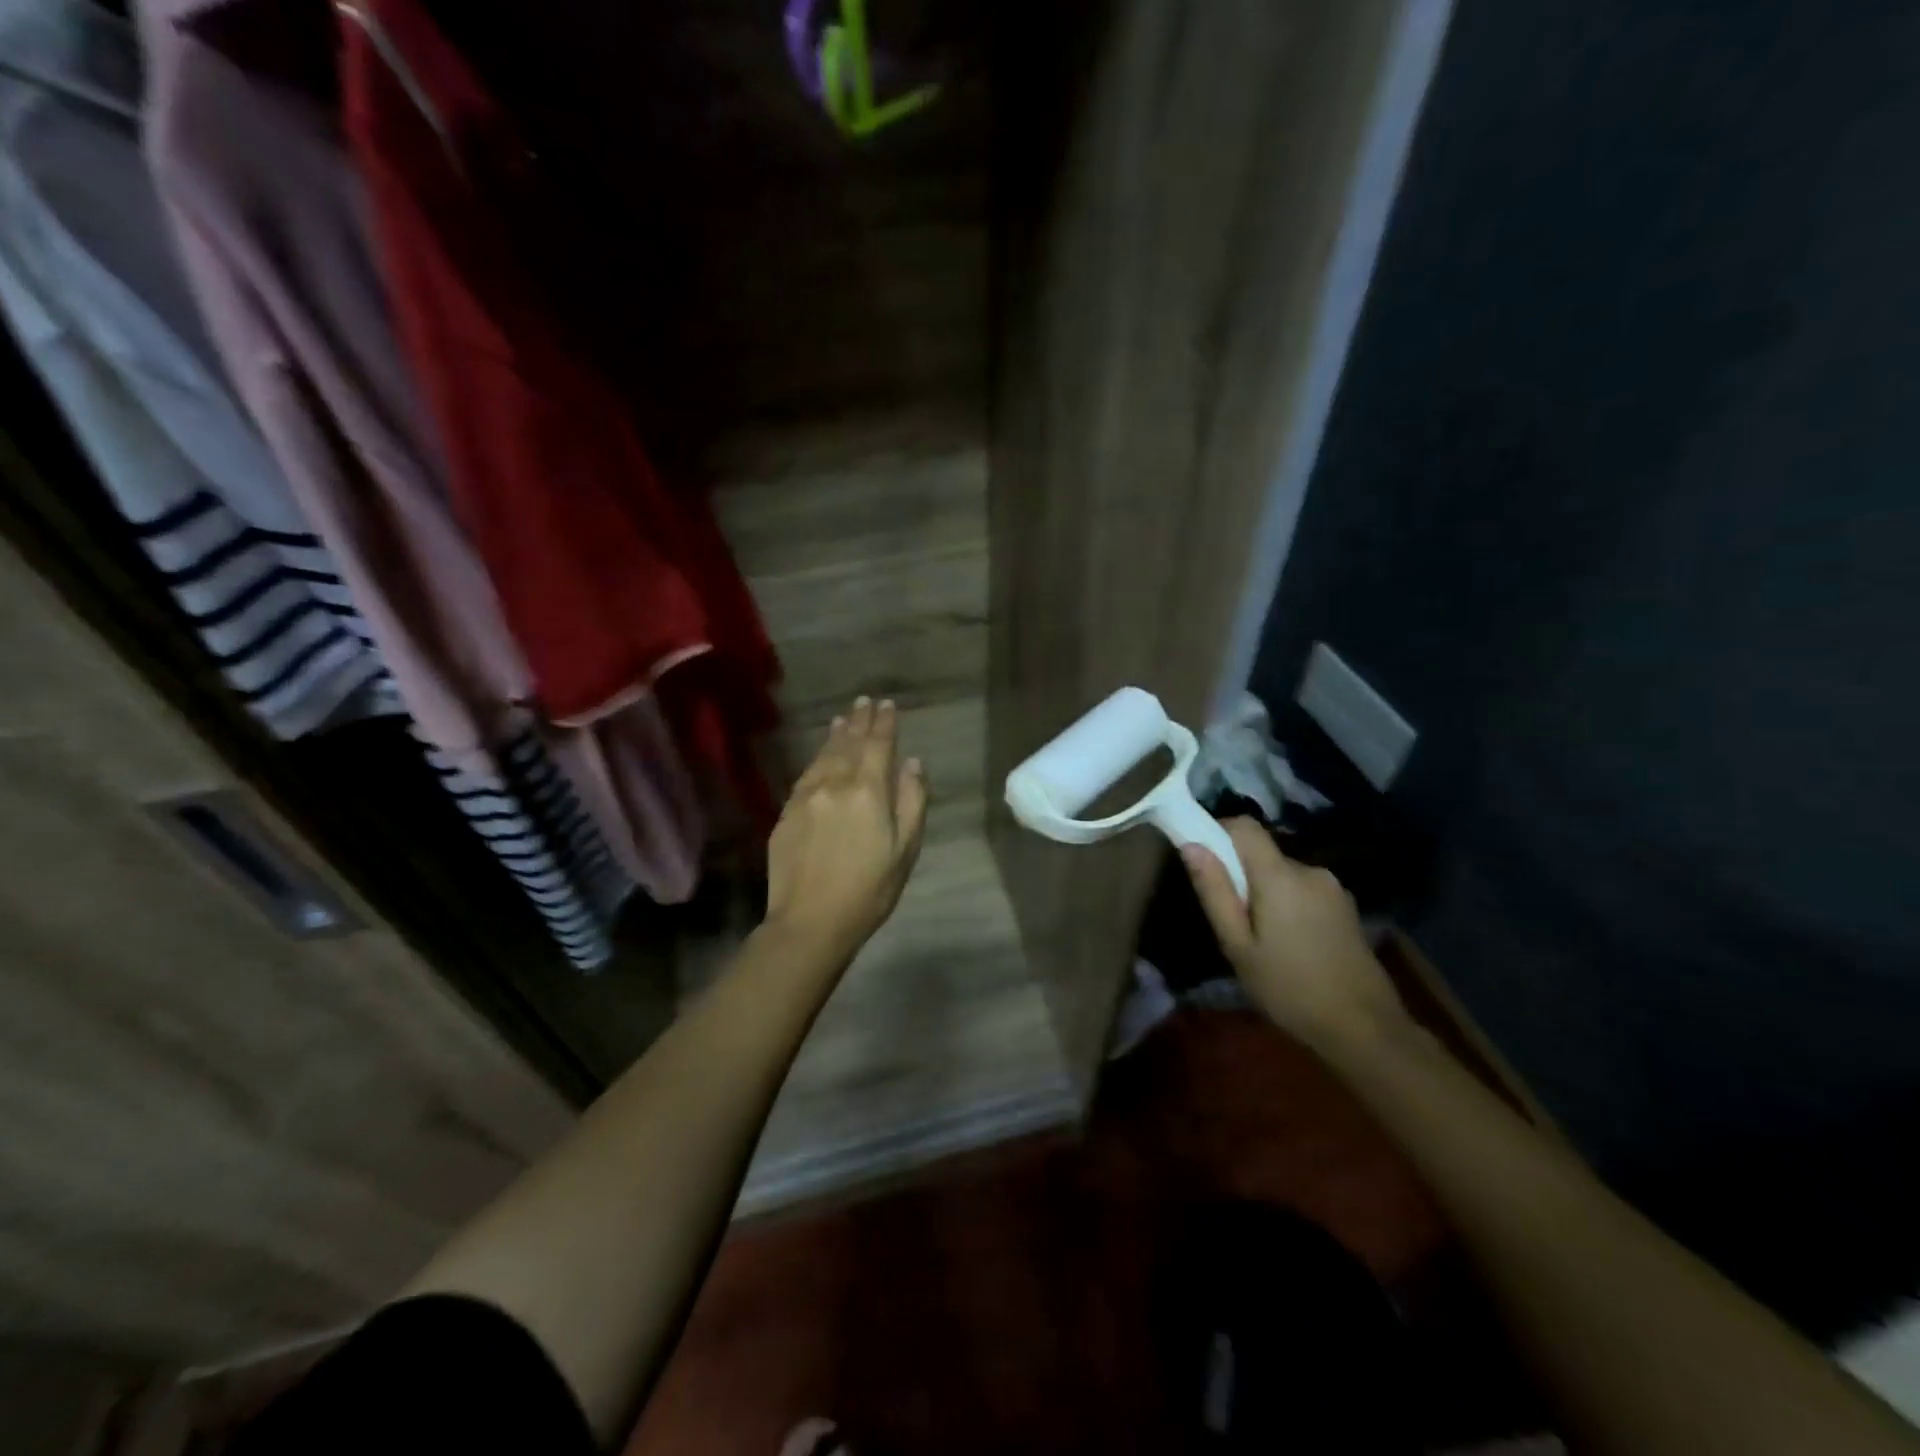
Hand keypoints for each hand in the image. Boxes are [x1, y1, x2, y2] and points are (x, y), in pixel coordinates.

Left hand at [764, 697, 928, 959]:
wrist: (810, 921)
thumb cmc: (869, 889)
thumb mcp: (905, 848)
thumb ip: (911, 800)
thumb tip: (912, 763)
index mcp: (867, 791)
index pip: (877, 745)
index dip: (883, 723)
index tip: (887, 704)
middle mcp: (834, 784)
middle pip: (848, 743)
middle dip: (858, 721)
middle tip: (864, 701)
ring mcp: (805, 797)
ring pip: (823, 756)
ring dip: (835, 735)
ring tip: (842, 718)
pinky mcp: (786, 813)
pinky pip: (805, 775)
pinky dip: (816, 758)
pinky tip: (820, 756)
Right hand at [1181, 818, 1409, 1054]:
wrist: (1364, 1028)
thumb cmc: (1289, 988)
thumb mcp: (1238, 946)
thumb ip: (1215, 891)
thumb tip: (1191, 845)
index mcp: (1280, 875)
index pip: (1244, 826)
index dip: (1218, 831)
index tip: (1202, 860)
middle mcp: (1309, 870)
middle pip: (1263, 853)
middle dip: (1241, 874)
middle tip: (1231, 920)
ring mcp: (1333, 887)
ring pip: (1282, 874)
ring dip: (1265, 892)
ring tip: (1260, 939)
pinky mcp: (1345, 906)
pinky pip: (1303, 890)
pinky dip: (1287, 904)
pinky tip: (1289, 944)